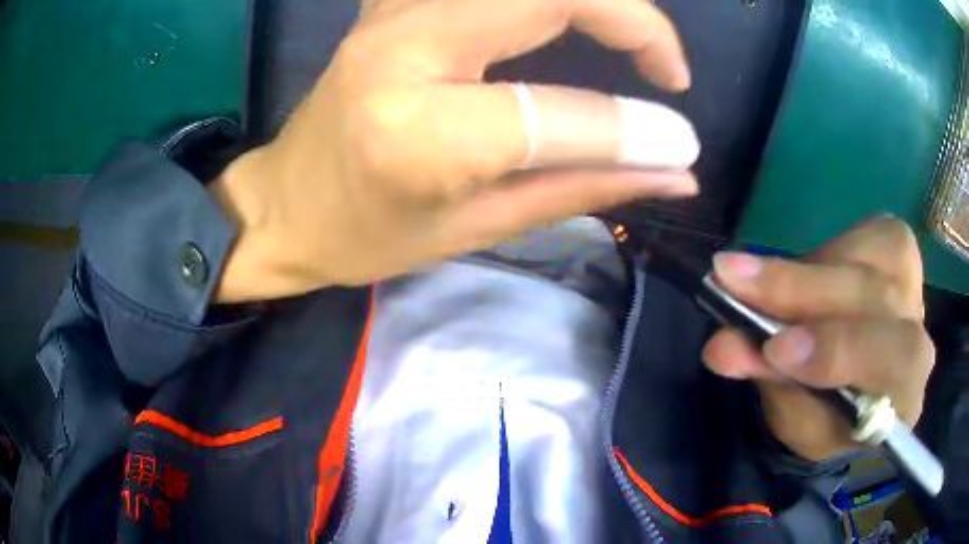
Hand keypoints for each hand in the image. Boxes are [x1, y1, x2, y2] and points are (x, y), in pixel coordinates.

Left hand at [210, 0, 700, 300]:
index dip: (637, 128)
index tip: (681, 143)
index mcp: (418, 131)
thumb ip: (581, 188)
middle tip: (664, 67)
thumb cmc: (364, 237)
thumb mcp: (475, 229)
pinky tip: (556, 17)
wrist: (282, 206)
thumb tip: (673, 170)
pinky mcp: (391, 3)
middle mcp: (405, 47)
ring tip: (628, 38)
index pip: (558, 112)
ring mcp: (393, 12)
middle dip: (633, 18)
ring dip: (593, 0)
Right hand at [703, 217, 934, 460]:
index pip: (894, 363)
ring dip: (807, 271)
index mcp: (905, 396)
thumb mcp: (793, 415)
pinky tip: (805, 272)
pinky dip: (826, 251)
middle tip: (735, 282)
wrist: (847, 388)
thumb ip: (770, 381)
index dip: (839, 350)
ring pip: (869, 261)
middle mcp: (920, 334)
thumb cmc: (822, 417)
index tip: (774, 349)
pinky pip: (867, 236)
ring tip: (750, 278)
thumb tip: (723, 345)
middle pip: (879, 300)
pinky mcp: (900, 251)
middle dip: (807, 292)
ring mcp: (914, 287)